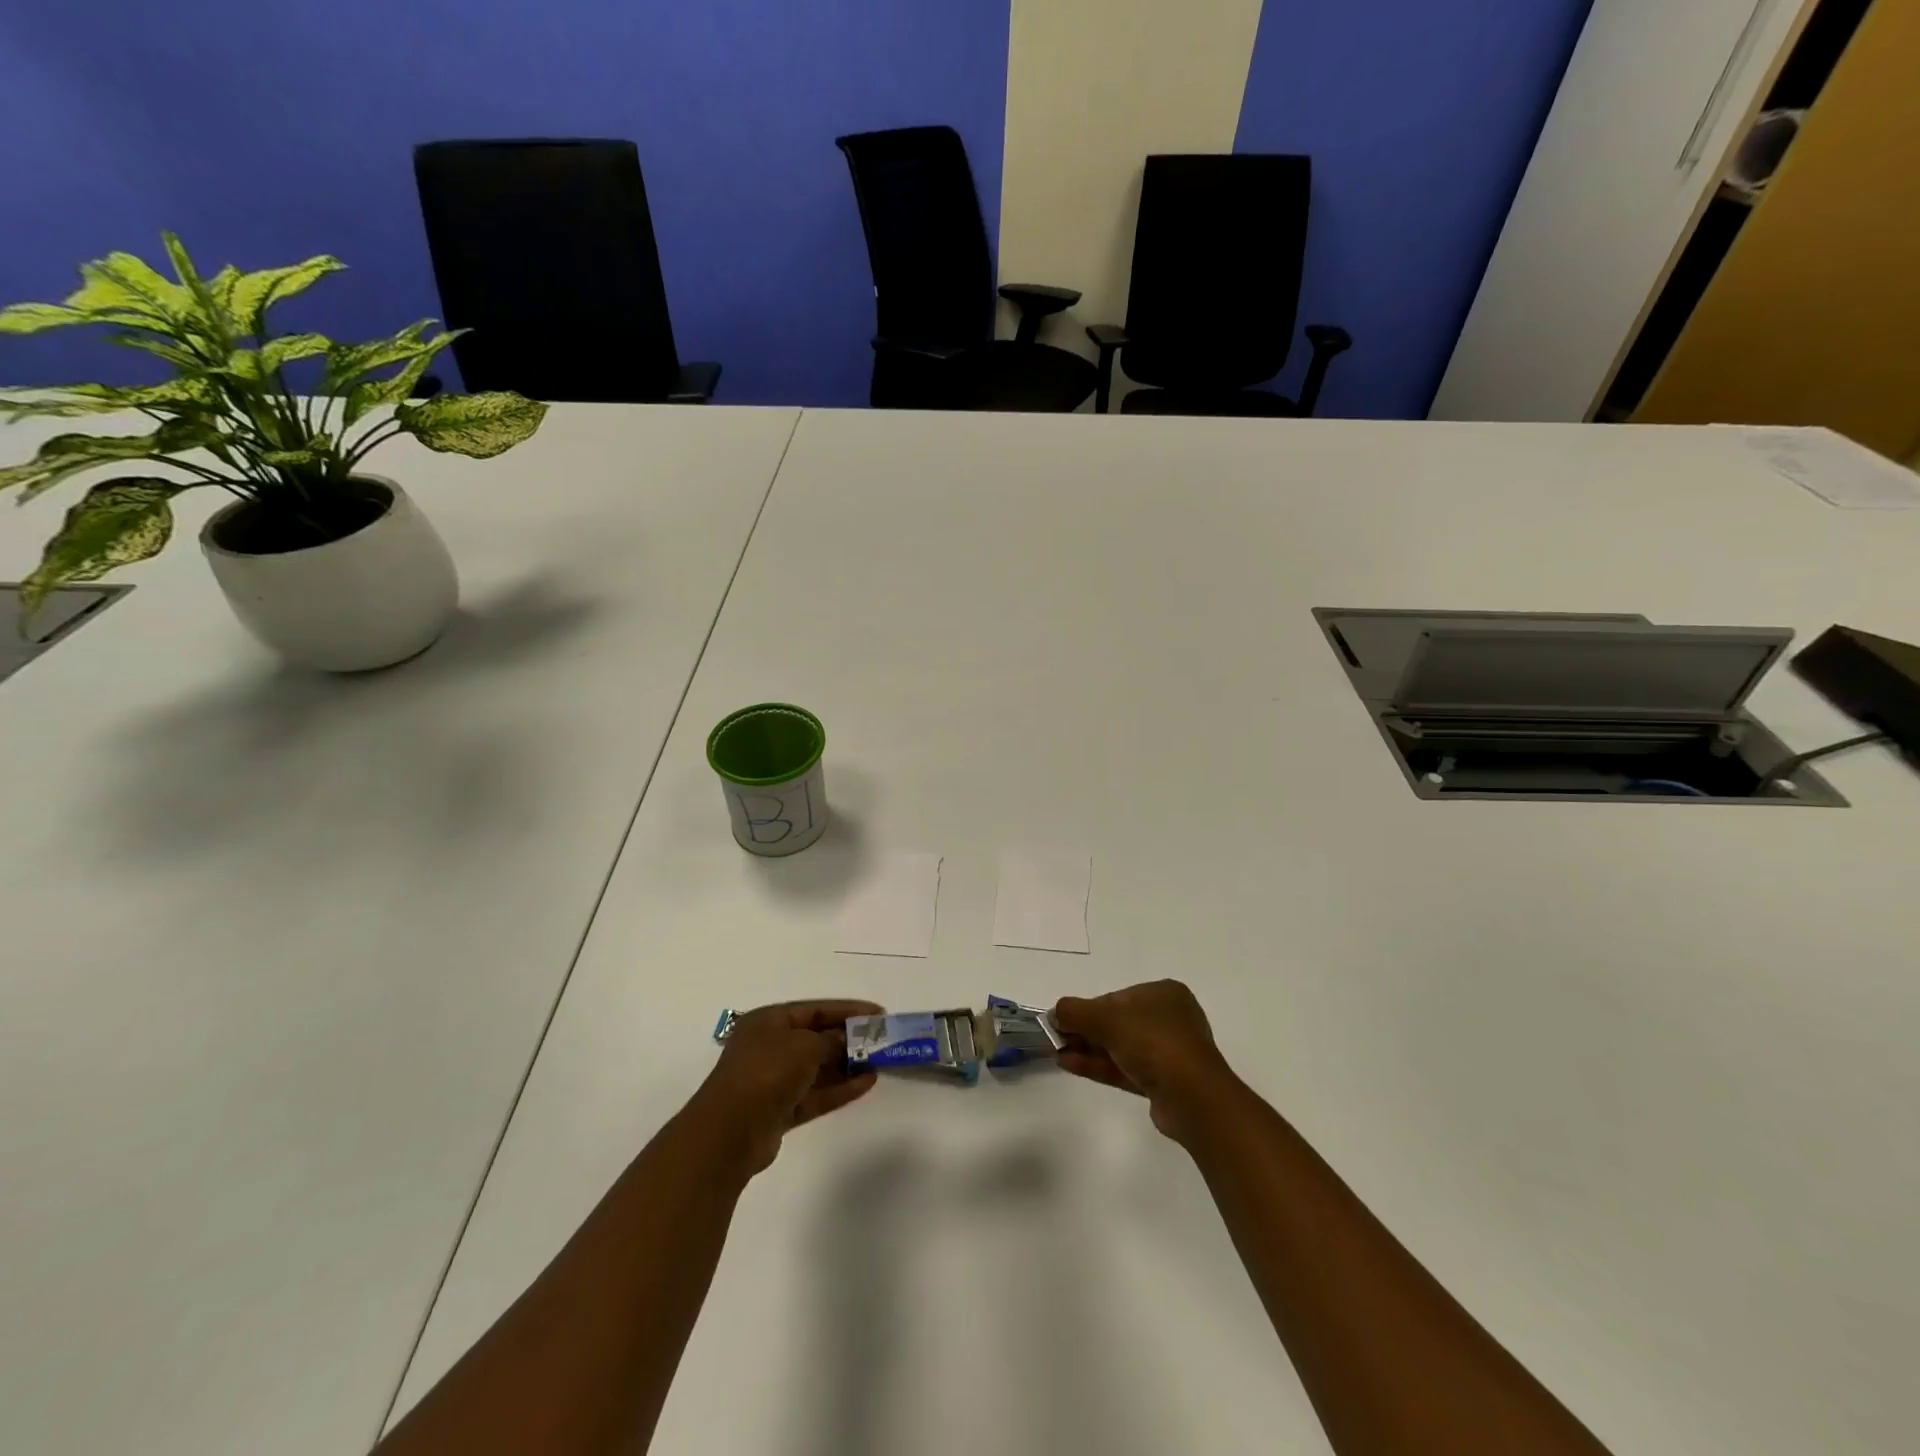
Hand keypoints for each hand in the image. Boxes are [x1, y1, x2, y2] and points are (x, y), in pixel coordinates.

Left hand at [687, 1000, 881, 1177]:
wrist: (730, 1133)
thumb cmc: (766, 1072)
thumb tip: (846, 1041)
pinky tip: (867, 1083)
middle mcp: (769, 1047)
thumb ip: (831, 1040)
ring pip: (817, 1068)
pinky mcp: (779, 1111)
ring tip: (878, 1062)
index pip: (814, 1009)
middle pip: (815, 1038)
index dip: (847, 1010)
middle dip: (847, 1039)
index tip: (877, 1014)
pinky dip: (838, 1089)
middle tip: (880, 1040)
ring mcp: (773, 1080)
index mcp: (768, 1021)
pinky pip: (815, 1094)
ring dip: (846, 1065)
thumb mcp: (805, 1045)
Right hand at [1052, 980, 1240, 1143]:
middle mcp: (1169, 1019)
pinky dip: (1099, 1065)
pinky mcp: (1164, 1083)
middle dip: (1085, 1031)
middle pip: (1117, 1023)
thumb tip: (1053, 1013)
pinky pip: (1125, 1068)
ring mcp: (1168, 1053)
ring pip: (1120, 1047)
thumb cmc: (1152, 1042)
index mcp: (1164, 994)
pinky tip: (1069, 1065)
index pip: (1117, 998)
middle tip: (1055, 1038)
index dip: (1088, 1009)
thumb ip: (1074, 1012)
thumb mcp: (1106, 1018)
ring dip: (1088, 1049)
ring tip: (1056, 1053)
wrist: (1192, 1097)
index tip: (1063, 1020)